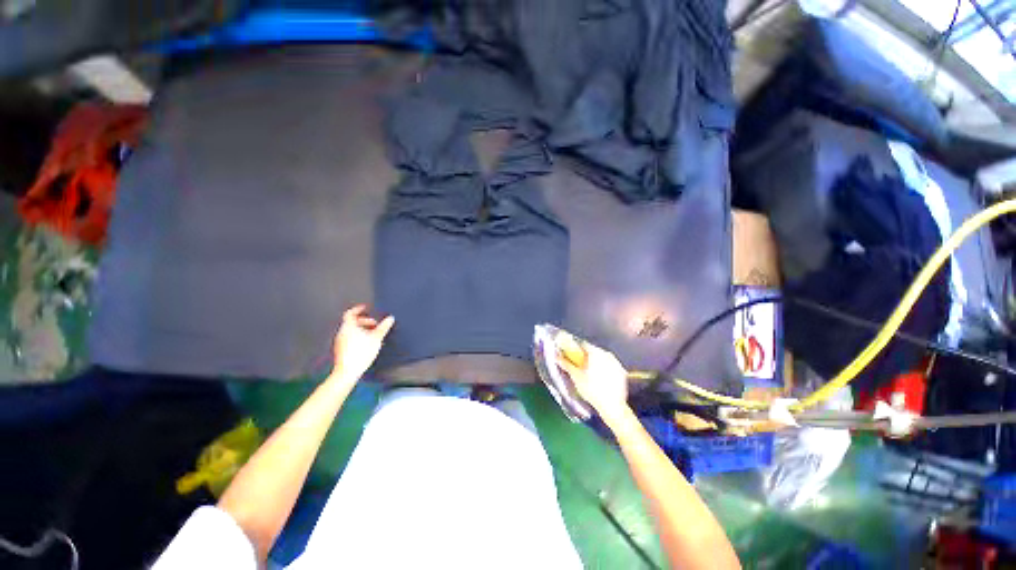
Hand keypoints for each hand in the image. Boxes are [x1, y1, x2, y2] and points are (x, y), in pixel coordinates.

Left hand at [330, 305, 394, 384]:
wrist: (348, 371)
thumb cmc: (360, 353)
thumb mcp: (376, 337)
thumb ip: (383, 327)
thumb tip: (390, 319)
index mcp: (348, 326)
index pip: (350, 313)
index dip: (357, 309)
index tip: (364, 307)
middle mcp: (342, 332)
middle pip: (351, 322)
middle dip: (364, 321)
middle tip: (374, 323)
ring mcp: (340, 342)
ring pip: (351, 331)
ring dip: (362, 330)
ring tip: (373, 334)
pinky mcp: (341, 350)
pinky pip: (350, 339)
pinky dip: (358, 337)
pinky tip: (367, 344)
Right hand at [558, 340, 629, 421]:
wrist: (612, 406)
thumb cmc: (591, 389)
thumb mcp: (576, 376)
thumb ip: (566, 364)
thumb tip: (557, 357)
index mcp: (595, 352)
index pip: (583, 344)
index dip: (575, 349)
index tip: (572, 356)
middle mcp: (607, 354)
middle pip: (593, 351)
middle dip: (586, 357)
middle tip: (580, 367)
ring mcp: (616, 362)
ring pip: (602, 358)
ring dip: (596, 362)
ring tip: (590, 375)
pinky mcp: (622, 372)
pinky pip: (610, 366)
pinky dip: (605, 369)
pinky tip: (601, 380)